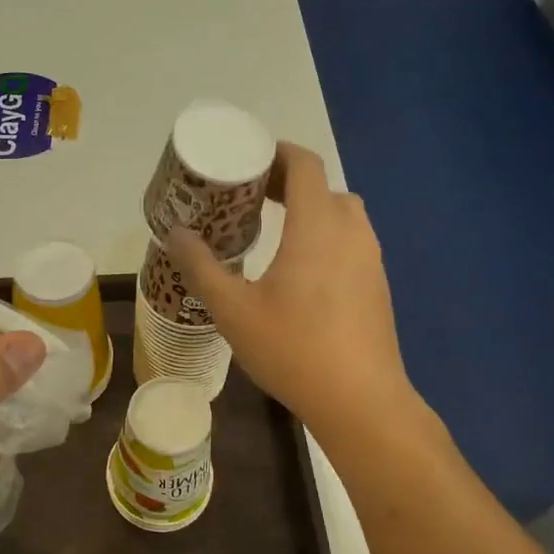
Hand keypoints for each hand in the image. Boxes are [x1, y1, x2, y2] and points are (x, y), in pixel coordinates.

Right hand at [169, 143, 416, 439]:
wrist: (361, 401)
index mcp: (318, 225)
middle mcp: (351, 231)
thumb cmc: (293, 348)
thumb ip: (201, 267)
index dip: (276, 153)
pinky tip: (299, 270)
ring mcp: (371, 258)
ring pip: (340, 214)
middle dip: (287, 183)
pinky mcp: (377, 284)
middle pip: (322, 186)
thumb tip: (176, 234)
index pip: (305, 164)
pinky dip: (324, 236)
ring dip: (309, 210)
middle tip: (248, 197)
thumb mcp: (233, 309)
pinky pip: (350, 241)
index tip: (246, 160)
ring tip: (272, 230)